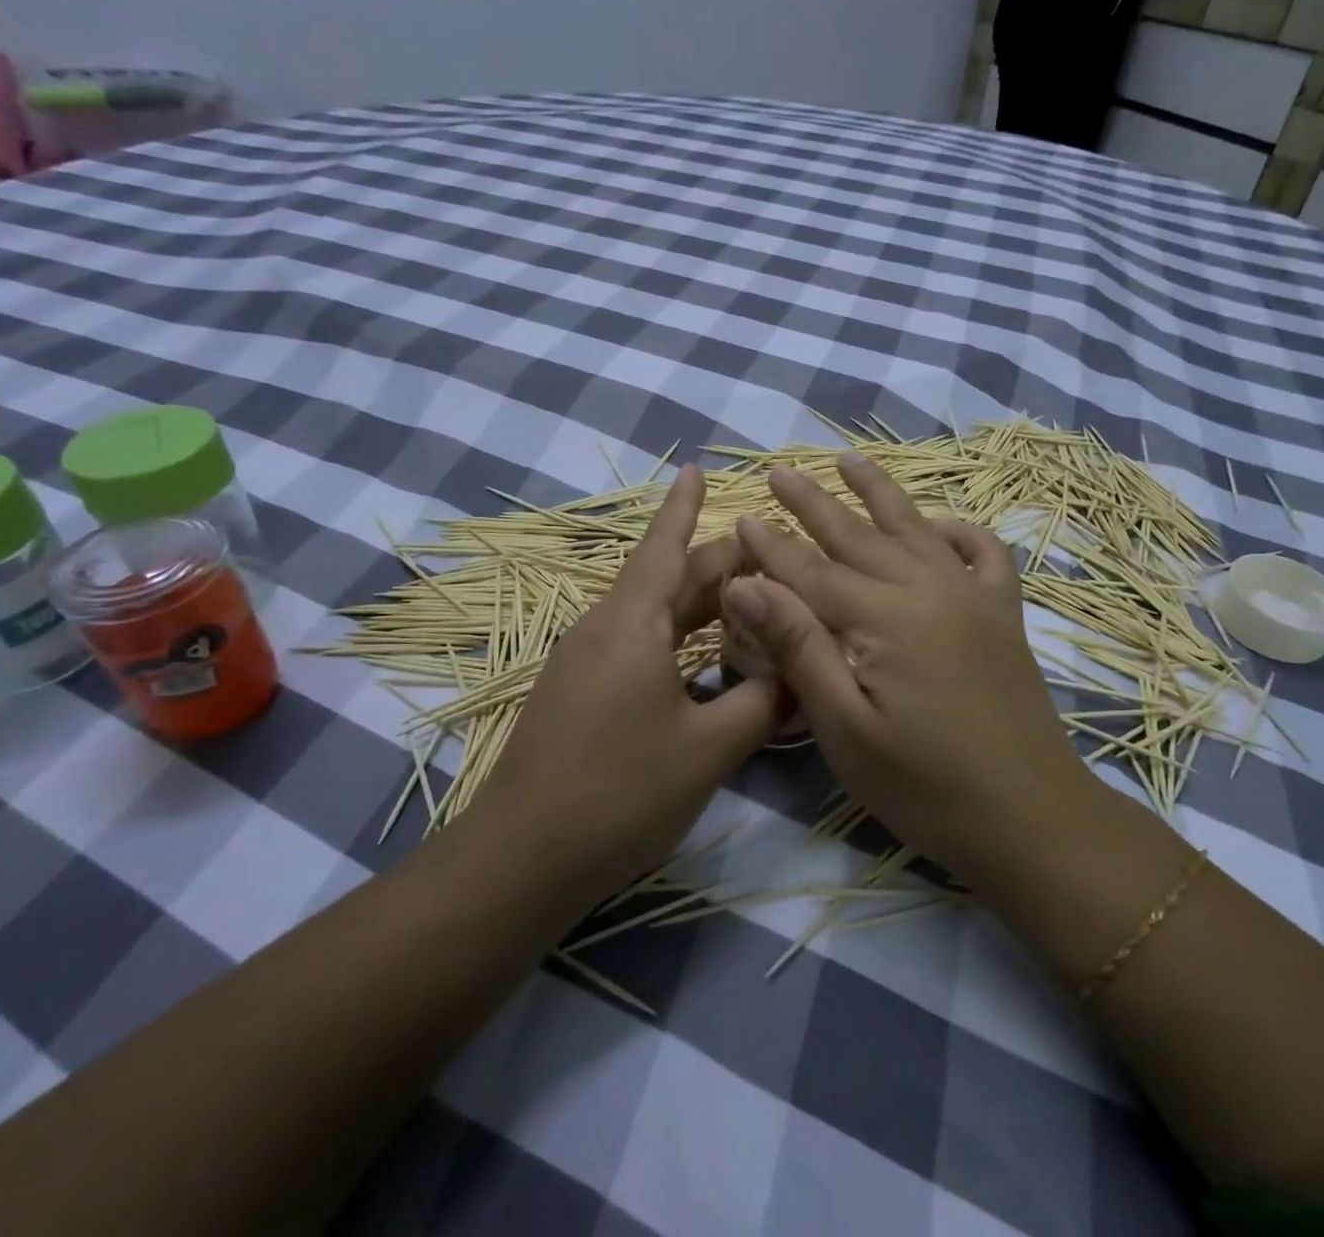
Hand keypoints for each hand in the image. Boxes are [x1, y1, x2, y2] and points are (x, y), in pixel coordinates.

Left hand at [462, 466, 782, 896]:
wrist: (522, 856)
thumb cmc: (620, 790)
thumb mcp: (708, 748)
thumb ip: (762, 702)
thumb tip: (801, 673)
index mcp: (631, 623)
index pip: (664, 547)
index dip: (684, 507)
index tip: (696, 467)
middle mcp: (604, 628)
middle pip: (667, 580)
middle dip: (717, 565)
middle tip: (770, 557)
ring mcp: (586, 661)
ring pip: (653, 615)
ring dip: (700, 605)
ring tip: (749, 600)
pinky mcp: (580, 693)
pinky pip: (638, 645)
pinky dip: (678, 638)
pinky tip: (706, 659)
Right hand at [725, 454, 1088, 891]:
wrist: (1033, 819)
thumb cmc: (925, 787)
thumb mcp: (845, 729)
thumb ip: (798, 647)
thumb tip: (746, 584)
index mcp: (885, 619)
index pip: (812, 571)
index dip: (772, 547)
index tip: (741, 517)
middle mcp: (928, 589)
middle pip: (858, 535)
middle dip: (814, 503)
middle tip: (780, 472)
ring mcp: (973, 596)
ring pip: (915, 528)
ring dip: (878, 492)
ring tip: (848, 460)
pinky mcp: (1003, 614)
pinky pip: (984, 552)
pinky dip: (959, 530)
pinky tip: (939, 525)